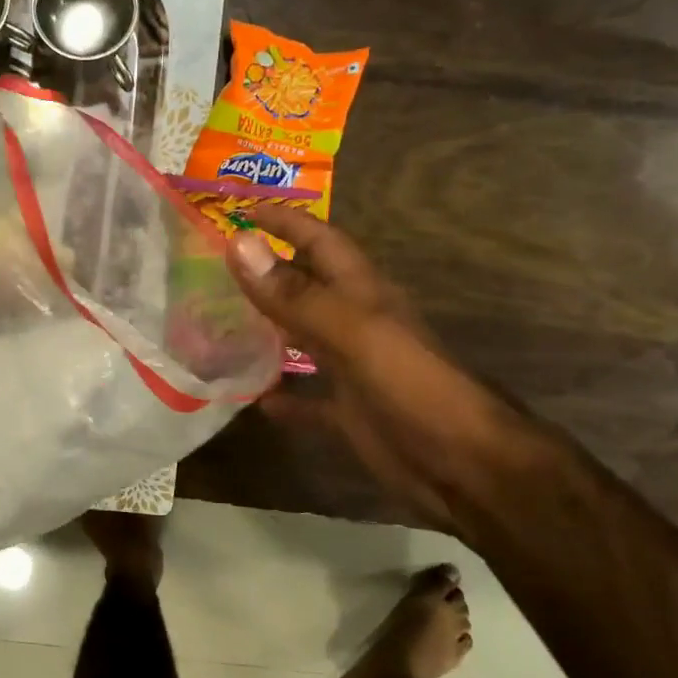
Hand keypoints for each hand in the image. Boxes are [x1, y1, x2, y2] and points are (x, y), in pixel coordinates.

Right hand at [223, 207, 515, 524]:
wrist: (465, 467)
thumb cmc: (412, 388)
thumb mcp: (353, 333)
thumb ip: (295, 294)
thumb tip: (238, 244)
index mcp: (360, 293)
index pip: (318, 241)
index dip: (283, 221)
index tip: (239, 211)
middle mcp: (354, 323)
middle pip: (305, 286)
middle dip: (265, 271)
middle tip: (212, 266)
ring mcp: (352, 369)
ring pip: (300, 338)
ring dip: (266, 329)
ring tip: (217, 323)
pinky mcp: (349, 413)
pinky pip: (307, 399)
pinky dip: (281, 396)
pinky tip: (252, 398)